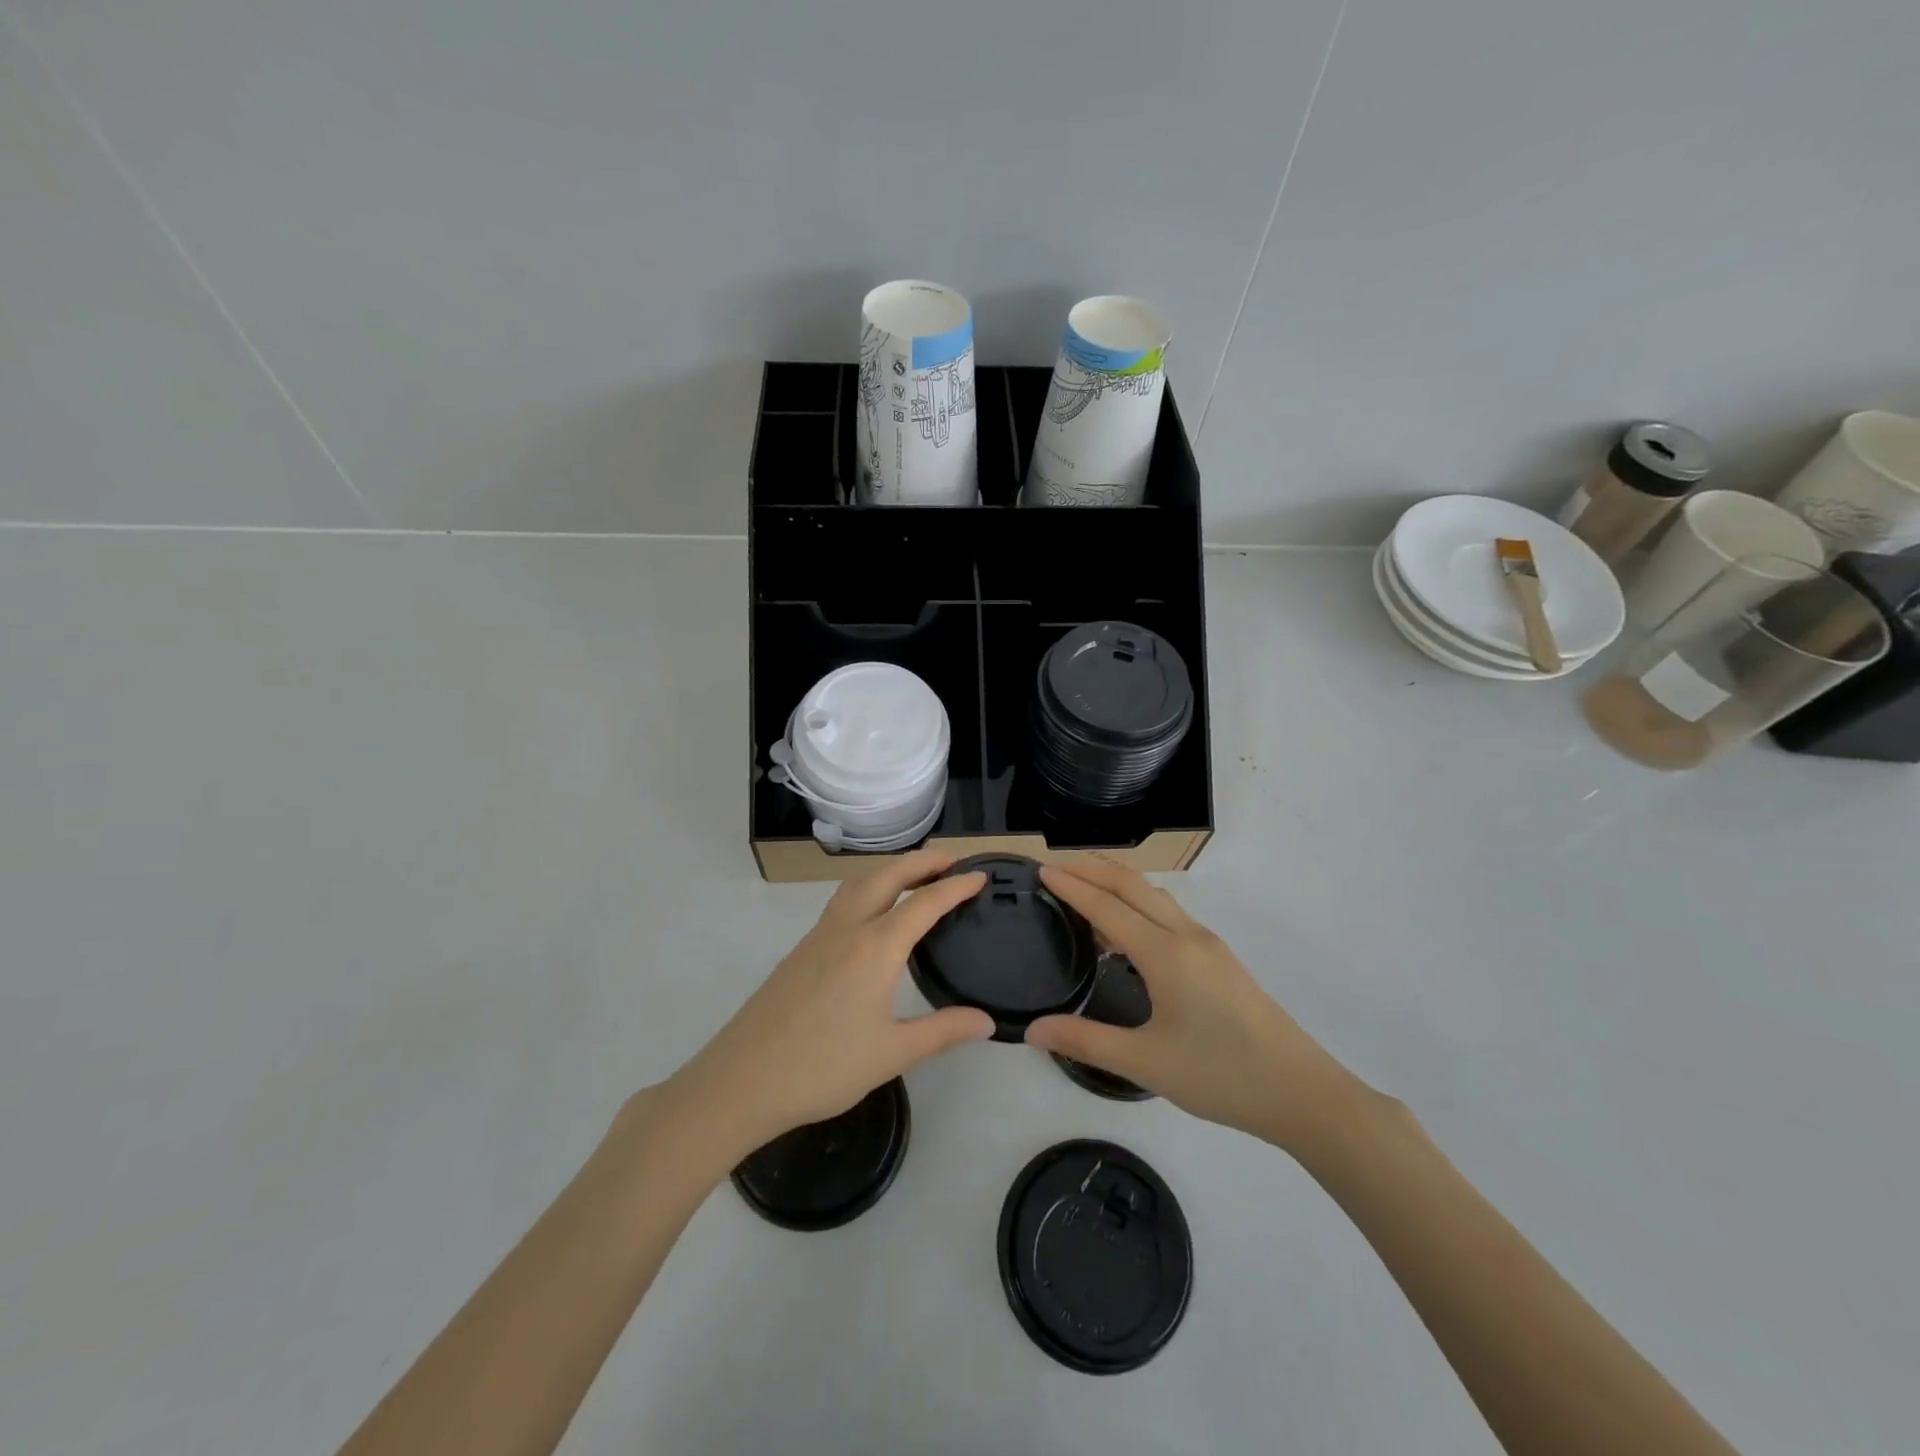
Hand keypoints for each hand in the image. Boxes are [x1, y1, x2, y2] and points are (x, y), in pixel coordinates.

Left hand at [664, 849, 993, 1159]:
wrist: (742, 1079)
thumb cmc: (823, 1067)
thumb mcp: (893, 1053)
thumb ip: (943, 1031)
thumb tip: (987, 1022)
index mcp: (875, 947)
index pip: (925, 903)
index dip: (956, 886)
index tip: (981, 875)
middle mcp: (848, 928)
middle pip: (888, 875)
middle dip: (923, 861)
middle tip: (953, 859)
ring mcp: (820, 935)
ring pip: (860, 882)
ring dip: (892, 869)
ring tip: (916, 875)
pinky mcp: (802, 949)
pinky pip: (843, 899)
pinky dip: (869, 887)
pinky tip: (874, 912)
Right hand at [1026, 862, 1363, 1151]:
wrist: (1302, 1093)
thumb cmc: (1221, 1076)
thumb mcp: (1146, 1063)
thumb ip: (1086, 1041)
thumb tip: (1032, 1030)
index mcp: (1166, 954)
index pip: (1108, 906)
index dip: (1072, 886)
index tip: (1041, 870)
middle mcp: (1187, 936)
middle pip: (1133, 886)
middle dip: (1094, 870)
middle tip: (1056, 867)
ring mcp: (1208, 945)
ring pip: (1155, 897)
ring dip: (1118, 884)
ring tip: (1085, 891)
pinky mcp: (1220, 960)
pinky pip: (1169, 915)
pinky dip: (1138, 906)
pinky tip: (1127, 935)